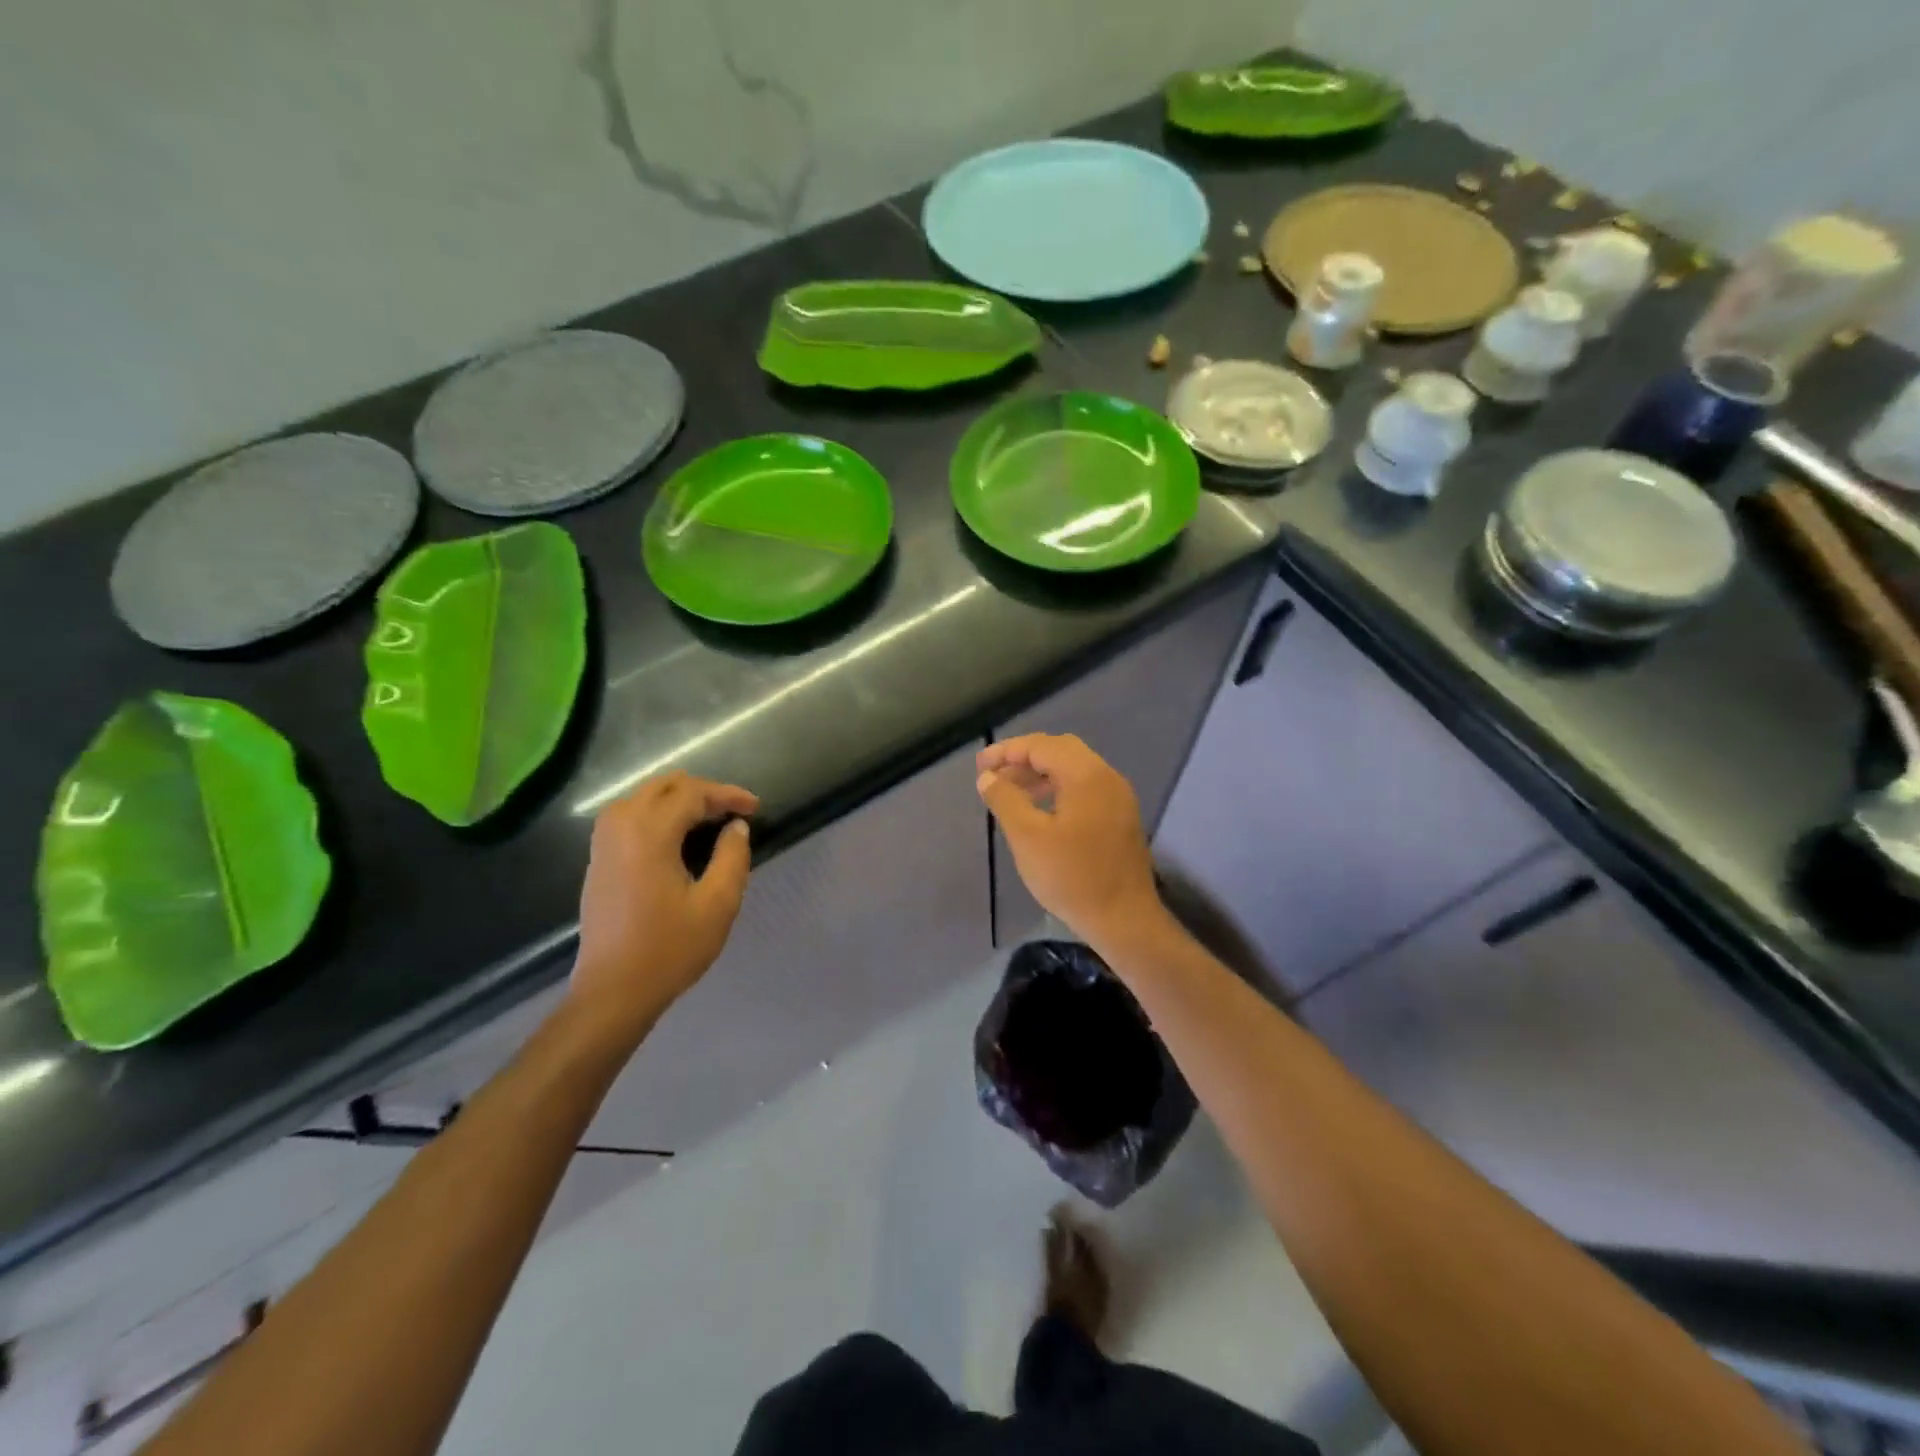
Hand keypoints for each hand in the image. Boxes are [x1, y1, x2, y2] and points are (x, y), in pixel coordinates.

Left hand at [569, 771, 757, 1043]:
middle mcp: (620, 828)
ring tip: (708, 819)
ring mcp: (603, 844)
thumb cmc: (670, 949)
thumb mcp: (718, 905)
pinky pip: (627, 816)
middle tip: (733, 812)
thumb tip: (736, 827)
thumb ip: (732, 857)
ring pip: (642, 796)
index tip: (755, 808)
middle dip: (702, 791)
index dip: (727, 795)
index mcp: (649, 835)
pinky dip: (656, 812)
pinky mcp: (598, 861)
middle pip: (663, 786)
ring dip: (677, 799)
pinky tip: (675, 836)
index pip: (692, 794)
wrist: (613, 992)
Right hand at [976, 734, 1163, 948]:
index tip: (980, 766)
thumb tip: (987, 777)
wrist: (1124, 919)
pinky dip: (1059, 789)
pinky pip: (1085, 788)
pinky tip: (1040, 811)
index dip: (1007, 751)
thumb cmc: (1071, 877)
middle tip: (994, 775)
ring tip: (1011, 793)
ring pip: (1074, 769)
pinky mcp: (1120, 818)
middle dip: (1024, 758)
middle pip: (1061, 751)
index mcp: (1087, 775)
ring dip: (1041, 774)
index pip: (1042, 745)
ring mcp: (1118, 798)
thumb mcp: (1027, 837)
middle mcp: (1107, 777)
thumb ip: (1005, 800)